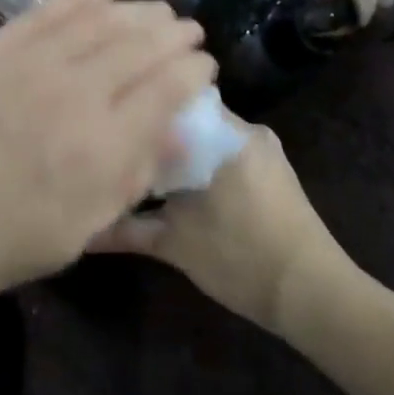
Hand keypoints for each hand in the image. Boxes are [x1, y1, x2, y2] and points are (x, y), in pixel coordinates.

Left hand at [0, 0, 217, 309]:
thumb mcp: (67, 238)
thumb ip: (125, 184)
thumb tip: (177, 138)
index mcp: (101, 147)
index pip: (168, 90)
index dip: (194, 73)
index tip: (204, 69)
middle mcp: (77, 91)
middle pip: (143, 45)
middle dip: (174, 35)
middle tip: (189, 32)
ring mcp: (33, 59)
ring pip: (103, 19)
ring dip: (138, 10)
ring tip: (158, 10)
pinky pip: (51, 7)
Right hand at [90, 120, 349, 335]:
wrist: (311, 293)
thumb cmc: (240, 259)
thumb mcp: (174, 244)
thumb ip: (124, 230)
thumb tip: (82, 229)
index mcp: (224, 134)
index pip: (172, 101)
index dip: (141, 112)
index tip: (113, 127)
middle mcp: (246, 131)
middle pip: (189, 119)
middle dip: (157, 136)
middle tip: (121, 153)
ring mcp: (263, 152)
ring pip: (207, 139)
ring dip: (179, 154)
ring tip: (144, 172)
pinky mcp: (273, 173)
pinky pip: (226, 155)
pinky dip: (201, 167)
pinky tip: (179, 190)